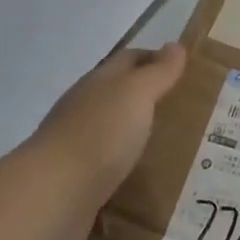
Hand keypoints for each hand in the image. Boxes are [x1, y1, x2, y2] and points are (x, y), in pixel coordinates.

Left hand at [10, 44, 186, 239]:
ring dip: (136, 131)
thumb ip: (158, 72)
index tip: (184, 68)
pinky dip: (126, 163)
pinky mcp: (78, 179)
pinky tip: (145, 173)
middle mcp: (84, 109)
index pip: (128, 60)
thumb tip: (175, 45)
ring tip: (172, 142)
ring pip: (112, 129)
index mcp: (98, 83)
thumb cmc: (100, 133)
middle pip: (118, 93)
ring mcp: (78, 145)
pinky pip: (108, 164)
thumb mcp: (136, 94)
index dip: (154, 58)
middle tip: (185, 106)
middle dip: (147, 95)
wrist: (54, 194)